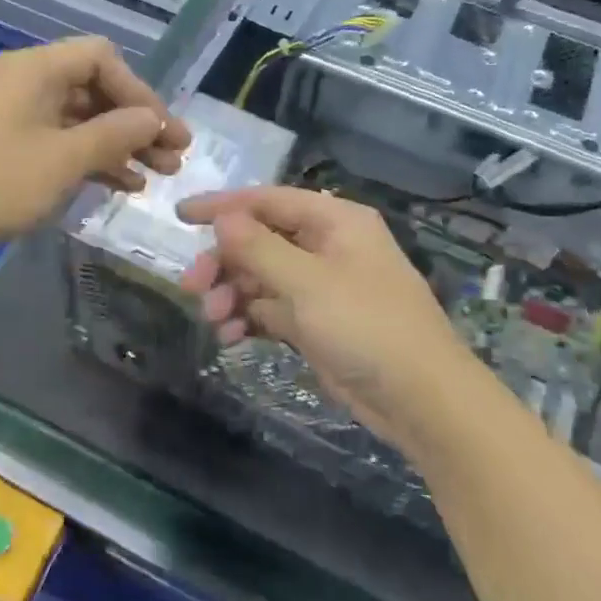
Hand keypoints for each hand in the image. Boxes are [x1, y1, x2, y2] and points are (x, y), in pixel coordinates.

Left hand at [0, 36, 189, 262]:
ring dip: (118, 144)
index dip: (140, 91)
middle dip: (136, 123)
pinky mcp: (4, 144)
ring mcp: (12, 114)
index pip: (103, 59)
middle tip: (174, 158)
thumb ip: (115, 134)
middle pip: (94, 89)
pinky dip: (89, 158)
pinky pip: (57, 140)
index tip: (164, 131)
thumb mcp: (64, 159)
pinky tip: (119, 184)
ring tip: (155, 177)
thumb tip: (153, 120)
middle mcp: (24, 82)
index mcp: (36, 69)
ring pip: (78, 119)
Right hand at [177, 186, 477, 456]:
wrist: (421, 399)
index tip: (180, 216)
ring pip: (261, 277)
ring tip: (213, 320)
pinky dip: (249, 319)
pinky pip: (271, 309)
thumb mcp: (308, 283)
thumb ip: (259, 248)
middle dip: (225, 262)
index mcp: (335, 221)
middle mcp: (327, 246)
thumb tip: (222, 219)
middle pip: (260, 241)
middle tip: (192, 287)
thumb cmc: (367, 327)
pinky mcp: (316, 322)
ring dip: (233, 294)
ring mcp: (322, 286)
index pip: (268, 200)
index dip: (222, 206)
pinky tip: (230, 337)